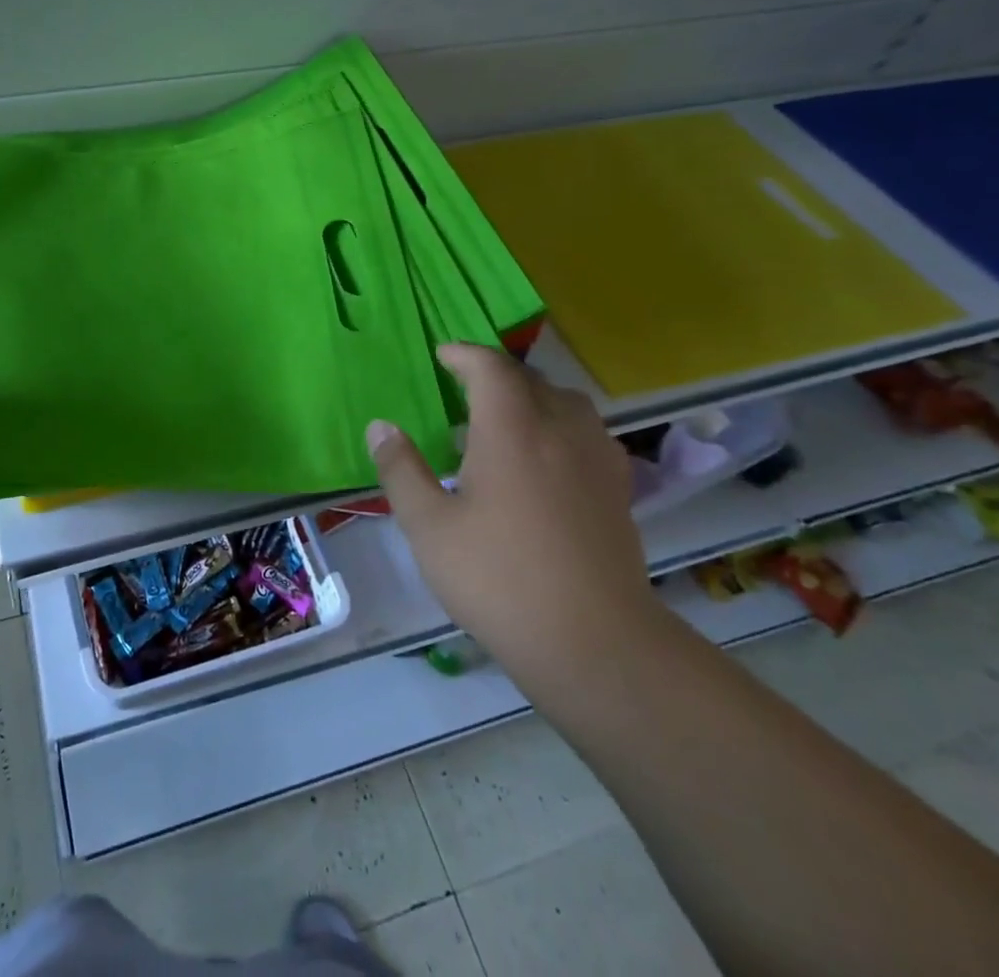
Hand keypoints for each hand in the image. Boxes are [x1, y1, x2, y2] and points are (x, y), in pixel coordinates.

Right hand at [368, 343, 656, 687]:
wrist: (594, 643)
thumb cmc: (499, 578)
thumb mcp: (429, 526)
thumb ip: (401, 470)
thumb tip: (380, 426)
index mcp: (511, 429)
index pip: (490, 368)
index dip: (464, 354)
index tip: (442, 356)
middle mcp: (559, 430)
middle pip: (531, 379)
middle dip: (496, 373)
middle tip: (465, 387)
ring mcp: (596, 458)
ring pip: (567, 401)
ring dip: (533, 395)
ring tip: (506, 417)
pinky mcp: (618, 489)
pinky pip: (588, 432)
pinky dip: (561, 424)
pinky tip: (547, 457)